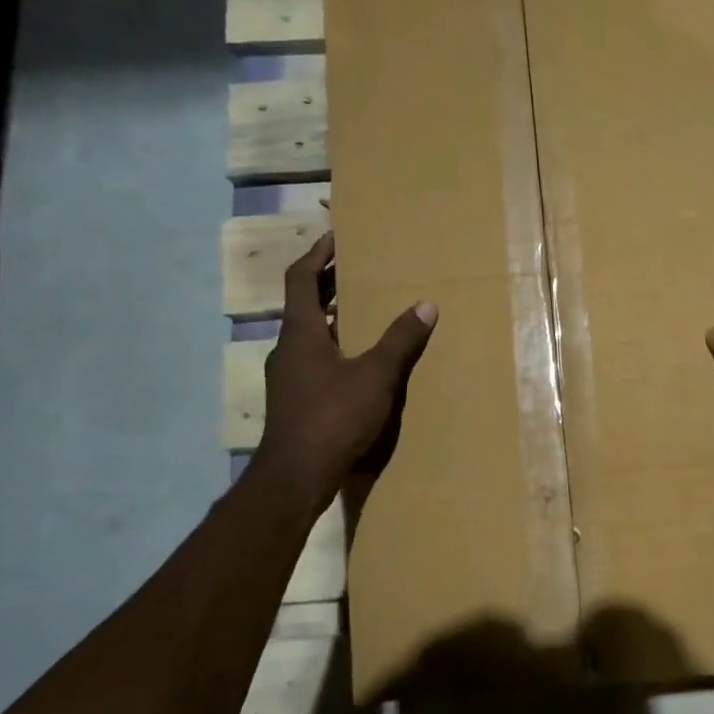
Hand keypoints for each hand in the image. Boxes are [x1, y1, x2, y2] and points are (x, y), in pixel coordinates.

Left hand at [251, 231, 435, 508]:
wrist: (295, 477)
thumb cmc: (332, 417)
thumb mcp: (375, 376)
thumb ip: (400, 341)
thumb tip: (426, 305)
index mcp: (300, 332)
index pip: (301, 278)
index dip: (317, 254)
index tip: (335, 237)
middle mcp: (287, 349)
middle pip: (303, 304)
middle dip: (328, 284)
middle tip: (356, 269)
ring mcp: (287, 377)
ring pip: (308, 334)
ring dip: (332, 318)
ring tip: (364, 309)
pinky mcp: (294, 401)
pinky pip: (314, 359)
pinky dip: (334, 347)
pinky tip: (358, 361)